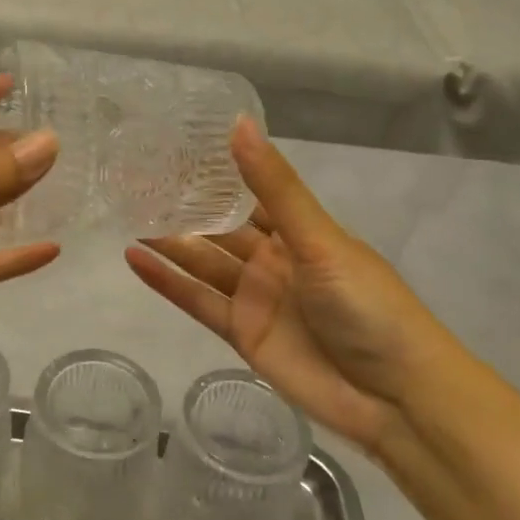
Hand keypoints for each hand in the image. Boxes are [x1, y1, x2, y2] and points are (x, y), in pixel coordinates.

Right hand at [125, 118, 469, 457]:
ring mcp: (254, 297)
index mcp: (298, 231)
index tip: (172, 146)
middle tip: (134, 179)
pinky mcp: (240, 333)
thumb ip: (274, 187)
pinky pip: (197, 301)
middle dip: (183, 206)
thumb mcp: (319, 239)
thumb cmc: (367, 304)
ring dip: (167, 240)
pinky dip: (167, 282)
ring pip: (202, 262)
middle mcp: (272, 259)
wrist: (394, 396)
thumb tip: (238, 123)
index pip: (248, 193)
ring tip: (125, 212)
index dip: (214, 172)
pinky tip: (135, 258)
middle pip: (218, 228)